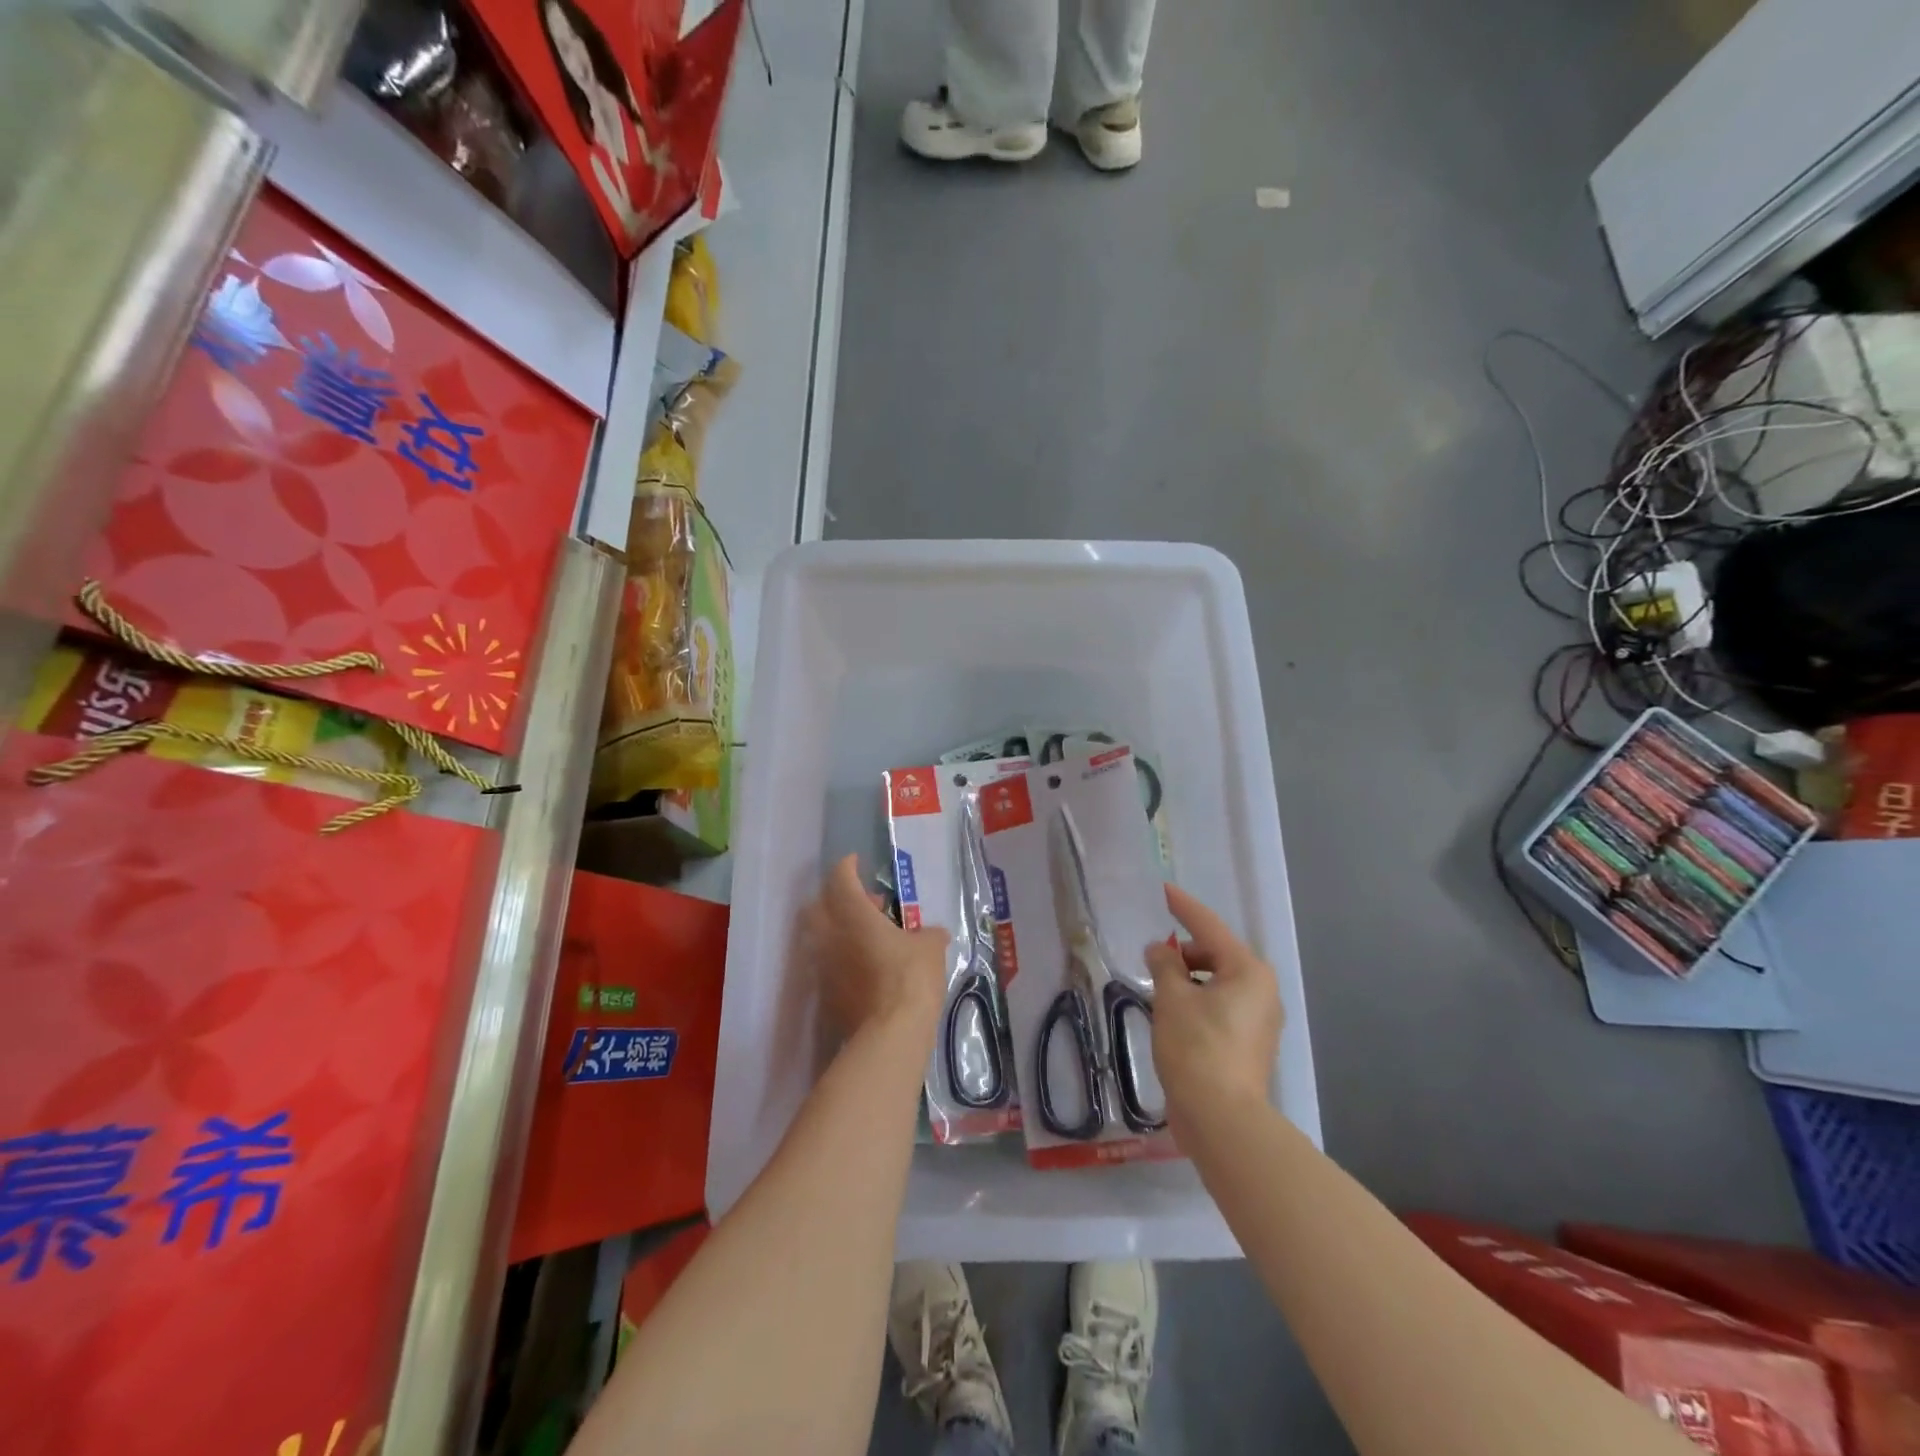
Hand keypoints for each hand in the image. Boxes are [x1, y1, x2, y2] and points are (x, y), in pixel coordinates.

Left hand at [798, 855, 948, 1042]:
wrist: (890, 1035)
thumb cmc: (910, 978)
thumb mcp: (930, 949)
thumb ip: (929, 935)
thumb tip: (934, 933)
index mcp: (853, 914)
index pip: (840, 879)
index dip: (847, 867)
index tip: (856, 862)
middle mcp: (829, 935)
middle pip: (818, 906)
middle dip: (835, 898)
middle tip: (864, 904)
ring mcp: (822, 967)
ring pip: (818, 937)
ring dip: (836, 930)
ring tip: (864, 937)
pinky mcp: (823, 995)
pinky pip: (825, 965)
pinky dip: (838, 958)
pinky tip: (862, 967)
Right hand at [1144, 884, 1282, 1124]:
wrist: (1222, 1118)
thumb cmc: (1196, 1047)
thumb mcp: (1172, 998)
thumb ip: (1164, 965)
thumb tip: (1160, 951)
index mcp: (1248, 971)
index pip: (1209, 926)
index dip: (1183, 907)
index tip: (1163, 890)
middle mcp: (1262, 990)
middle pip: (1216, 955)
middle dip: (1183, 952)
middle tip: (1151, 958)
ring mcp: (1260, 1020)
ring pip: (1217, 983)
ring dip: (1188, 979)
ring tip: (1158, 990)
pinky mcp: (1250, 1044)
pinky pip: (1220, 1006)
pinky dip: (1197, 1001)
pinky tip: (1173, 1014)